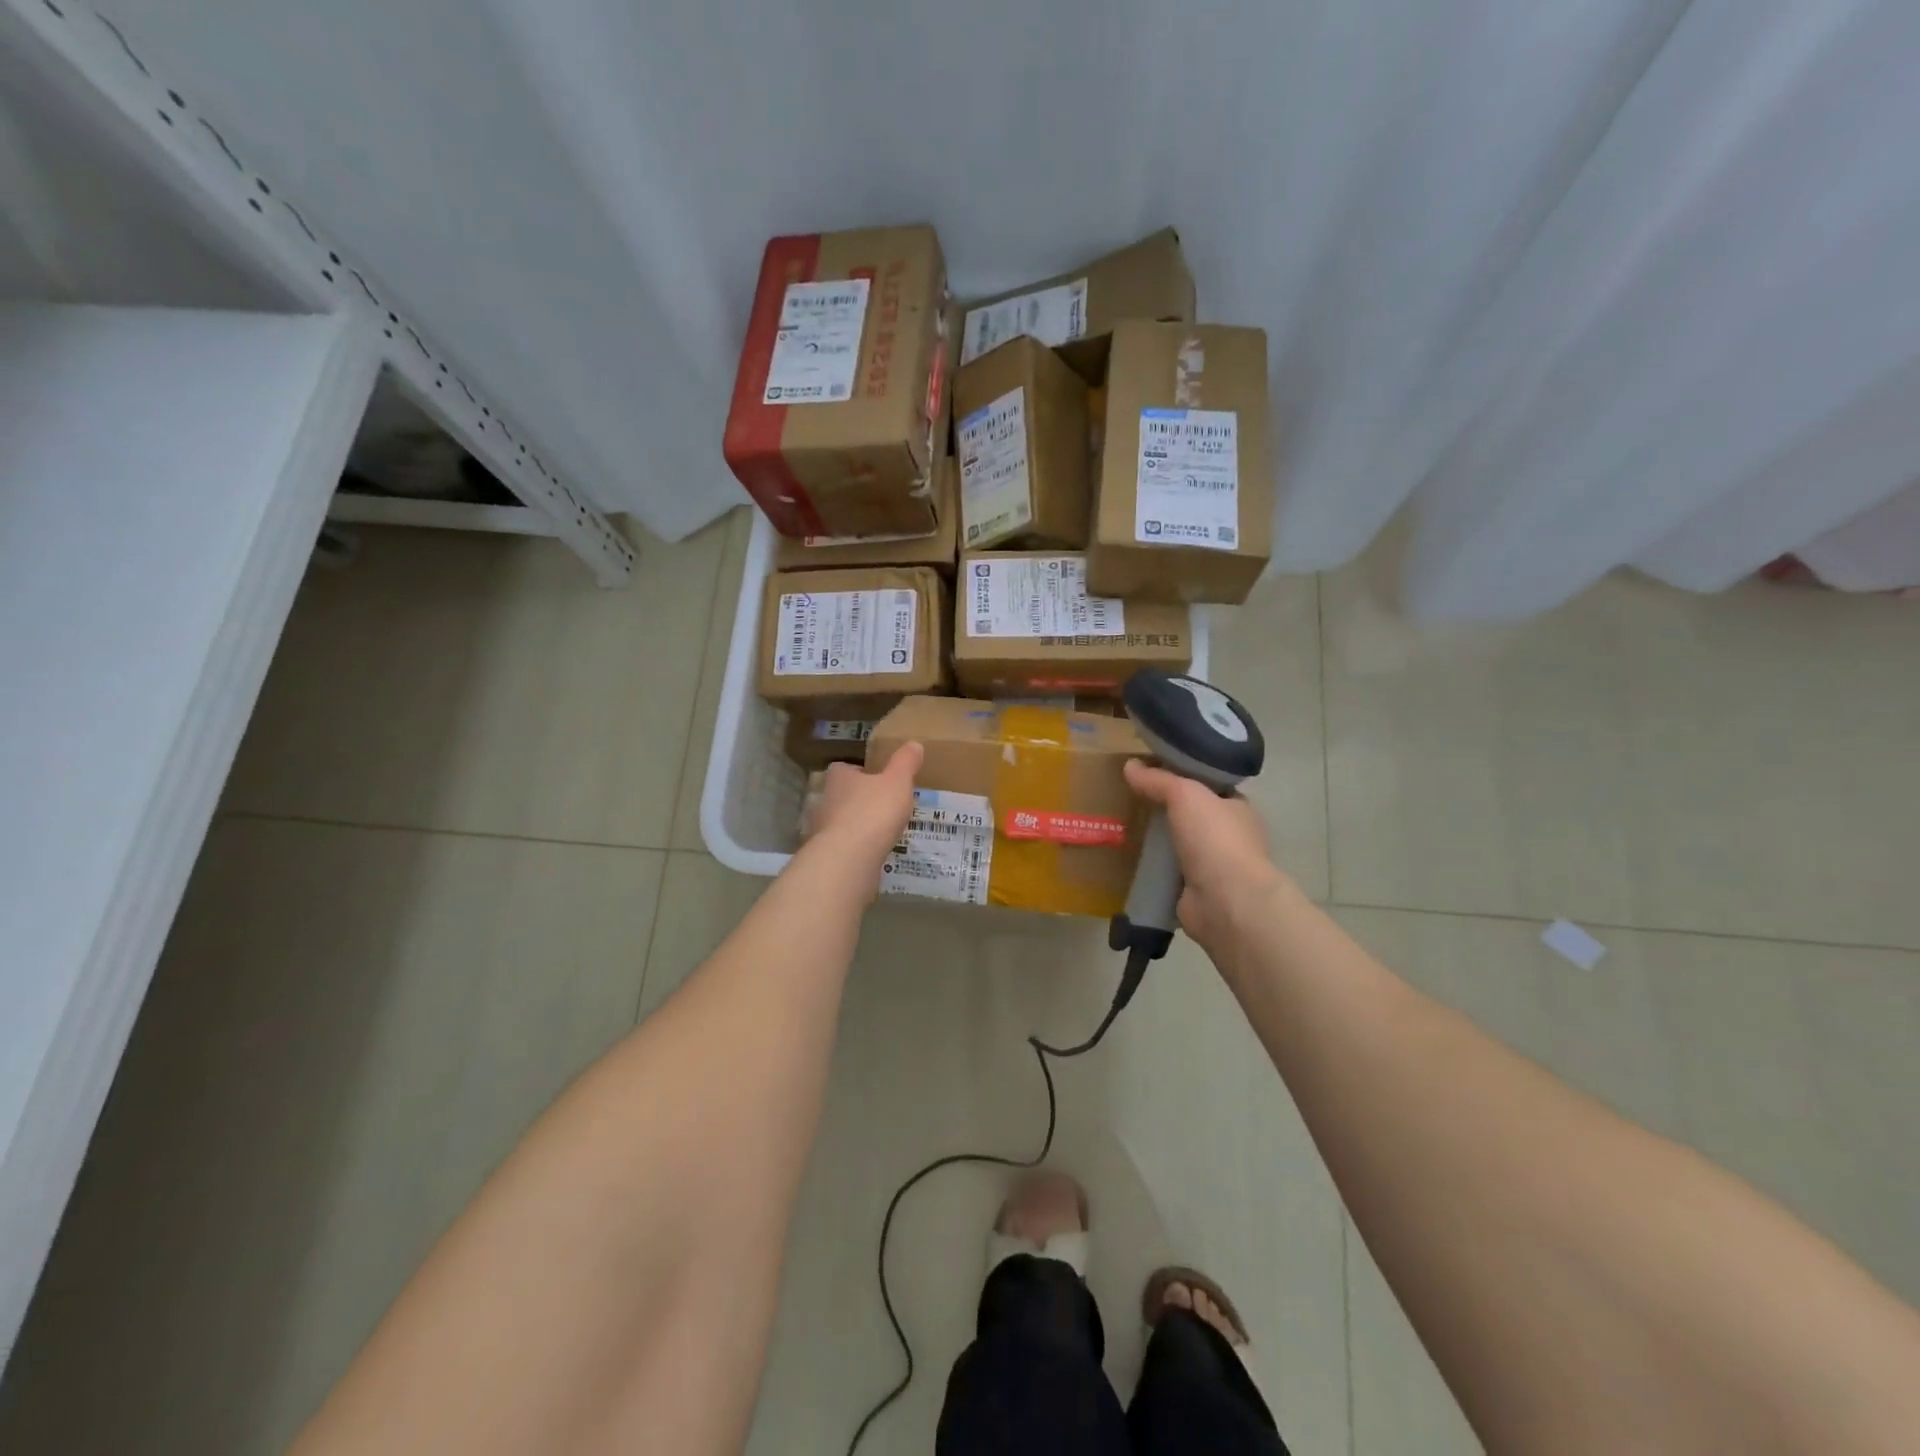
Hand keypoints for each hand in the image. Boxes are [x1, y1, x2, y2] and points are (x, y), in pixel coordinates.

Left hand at [807, 742, 922, 870]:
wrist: (849, 858)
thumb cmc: (873, 811)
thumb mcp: (897, 781)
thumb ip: (906, 762)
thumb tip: (914, 744)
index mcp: (839, 778)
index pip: (843, 768)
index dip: (859, 771)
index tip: (876, 778)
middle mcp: (826, 800)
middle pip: (841, 795)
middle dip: (859, 799)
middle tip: (883, 804)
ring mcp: (823, 829)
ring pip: (841, 821)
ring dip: (857, 825)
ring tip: (881, 831)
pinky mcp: (827, 854)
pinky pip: (843, 846)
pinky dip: (856, 847)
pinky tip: (873, 852)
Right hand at [1124, 760, 1285, 953]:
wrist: (1225, 901)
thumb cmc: (1215, 838)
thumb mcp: (1185, 794)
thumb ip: (1158, 779)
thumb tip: (1130, 765)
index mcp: (1238, 810)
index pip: (1211, 788)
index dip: (1186, 779)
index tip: (1154, 774)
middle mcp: (1230, 838)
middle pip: (1193, 817)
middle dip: (1167, 811)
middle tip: (1132, 800)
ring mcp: (1214, 869)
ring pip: (1180, 847)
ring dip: (1159, 842)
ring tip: (1124, 829)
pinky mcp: (1195, 893)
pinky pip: (1169, 874)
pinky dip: (1153, 870)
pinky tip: (1128, 861)